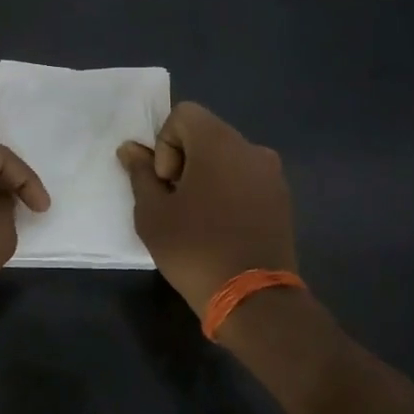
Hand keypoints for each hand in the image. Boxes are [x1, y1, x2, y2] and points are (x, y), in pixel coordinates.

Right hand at [117, 102, 297, 313]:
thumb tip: (130, 149)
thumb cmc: (194, 248)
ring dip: (206, 177)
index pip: (183, 114)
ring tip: (198, 218)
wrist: (253, 298)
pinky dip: (228, 192)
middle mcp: (251, 149)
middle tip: (176, 203)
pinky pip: (245, 179)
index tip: (167, 183)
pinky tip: (221, 227)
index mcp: (220, 143)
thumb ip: (141, 174)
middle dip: (184, 161)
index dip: (165, 144)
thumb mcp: (153, 212)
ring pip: (226, 158)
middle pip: (206, 134)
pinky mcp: (282, 200)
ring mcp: (272, 175)